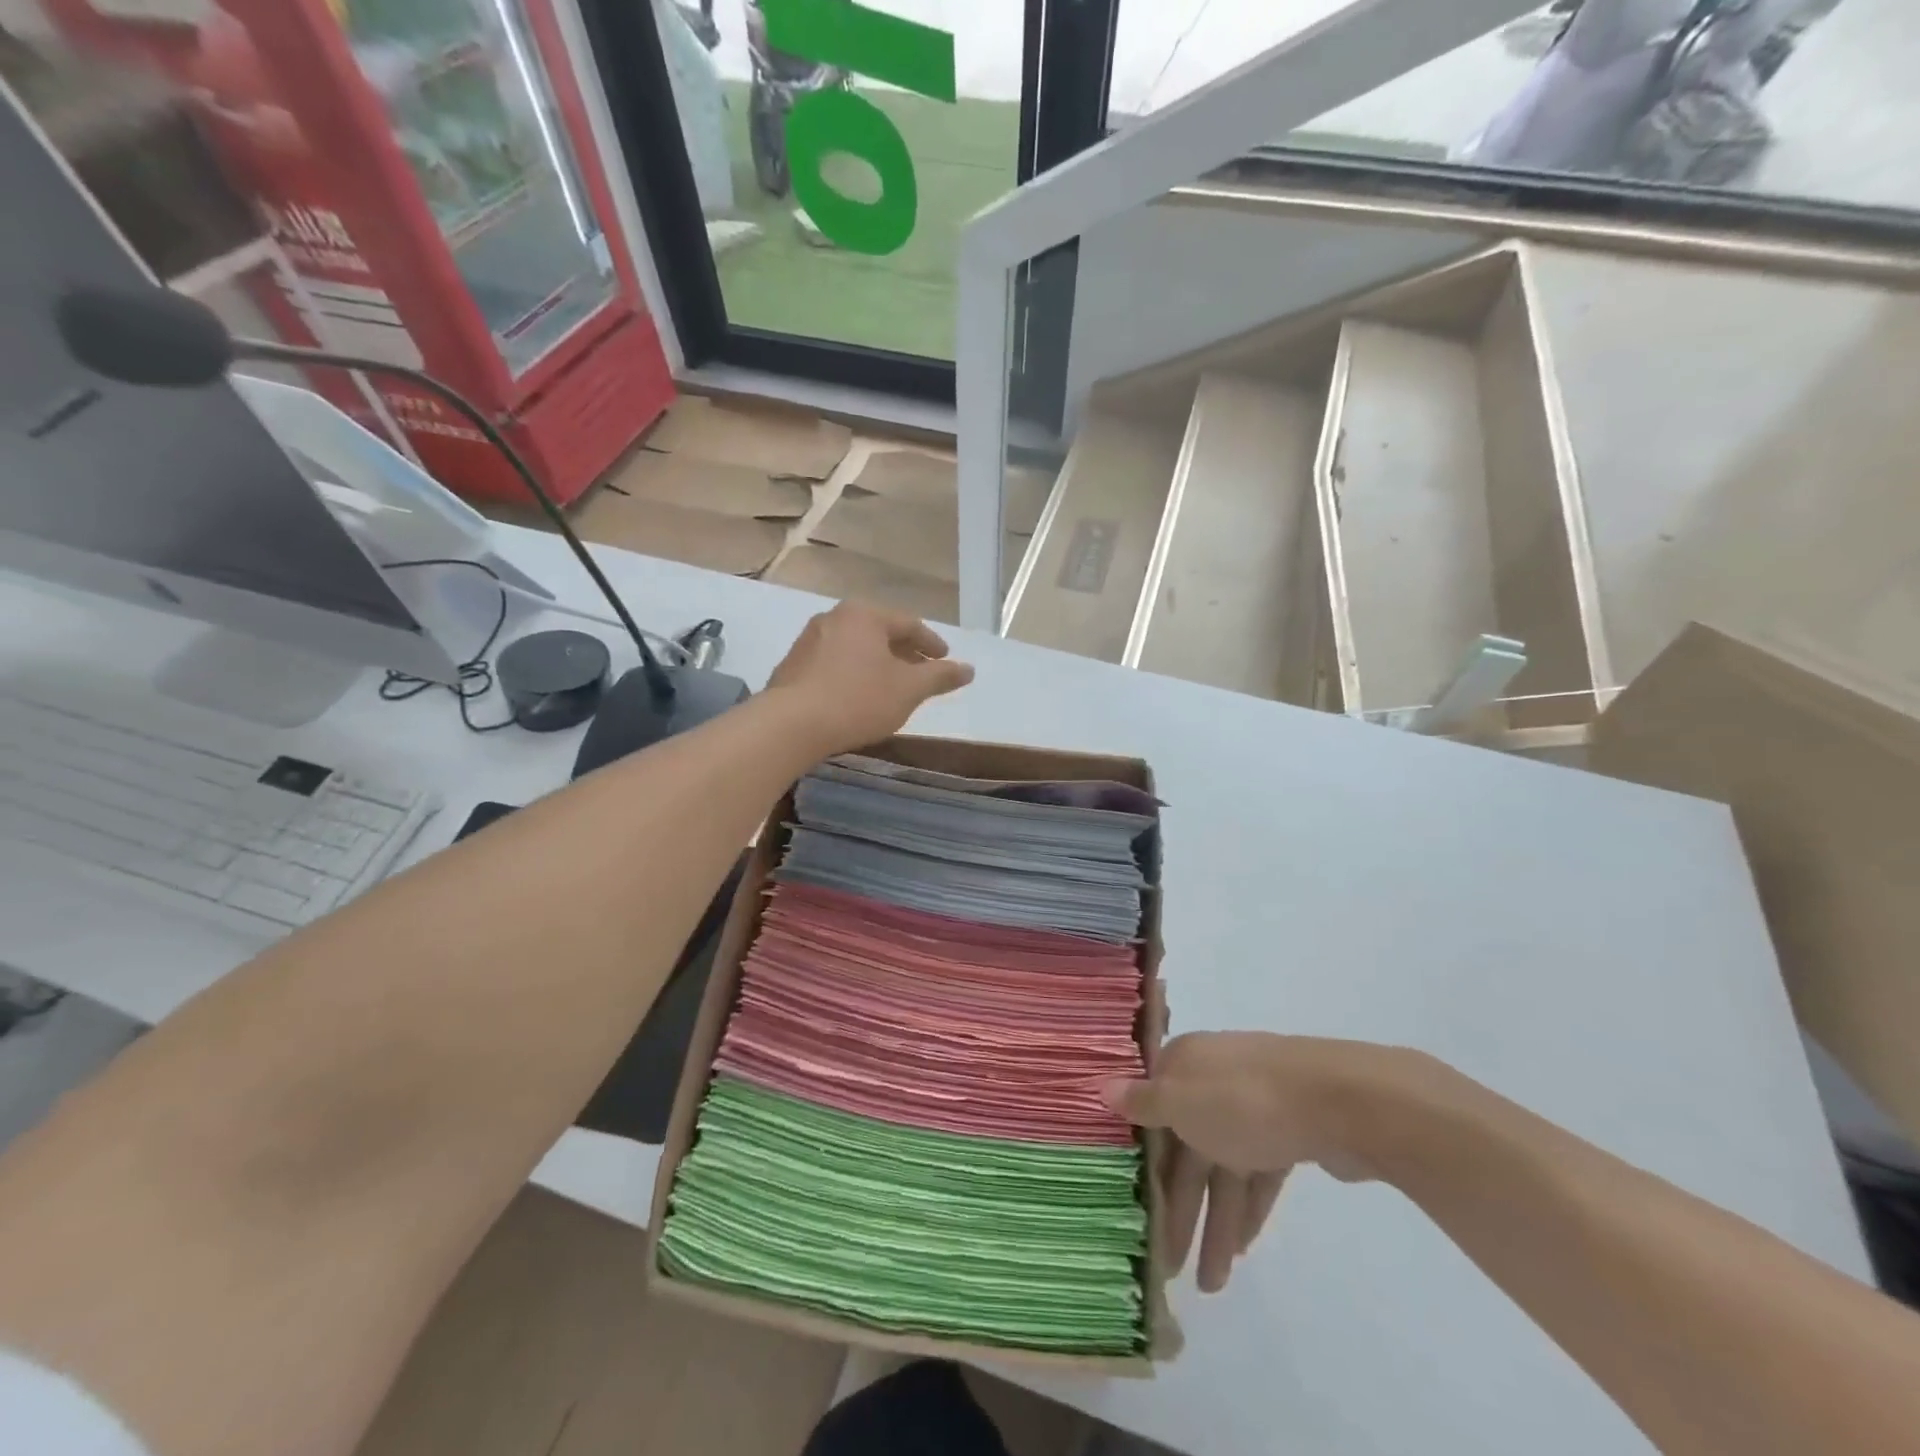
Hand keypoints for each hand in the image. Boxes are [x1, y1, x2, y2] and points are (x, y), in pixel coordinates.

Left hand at [766, 602, 974, 756]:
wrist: (791, 725)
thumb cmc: (858, 700)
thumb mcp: (908, 689)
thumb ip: (940, 677)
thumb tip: (969, 669)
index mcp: (864, 615)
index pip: (908, 624)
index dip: (931, 644)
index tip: (945, 660)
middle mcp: (834, 618)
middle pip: (879, 633)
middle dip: (903, 653)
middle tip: (921, 672)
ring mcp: (808, 641)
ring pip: (855, 648)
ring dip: (877, 664)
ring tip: (891, 686)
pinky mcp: (792, 666)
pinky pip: (834, 664)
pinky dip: (853, 674)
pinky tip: (858, 696)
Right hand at [1105, 1033, 1405, 1292]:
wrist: (1338, 1101)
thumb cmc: (1243, 1100)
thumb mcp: (1181, 1102)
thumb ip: (1143, 1103)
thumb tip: (1100, 1086)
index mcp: (1184, 1065)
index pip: (1151, 1112)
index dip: (1141, 1160)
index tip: (1129, 1203)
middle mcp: (1213, 1081)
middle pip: (1185, 1147)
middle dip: (1179, 1206)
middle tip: (1169, 1265)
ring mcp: (1253, 1106)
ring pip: (1222, 1167)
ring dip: (1215, 1220)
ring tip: (1210, 1283)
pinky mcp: (1288, 1132)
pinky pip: (1256, 1174)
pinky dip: (1247, 1208)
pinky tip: (1241, 1248)